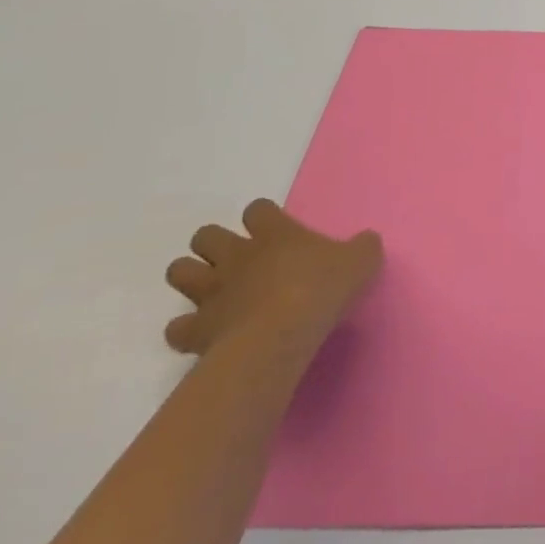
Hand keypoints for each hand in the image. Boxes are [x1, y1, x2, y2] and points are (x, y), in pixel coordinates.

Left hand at [163, 199, 382, 358]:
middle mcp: (236, 256)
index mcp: (274, 233)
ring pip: (179, 271)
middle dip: (215, 244)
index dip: (263, 216)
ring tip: (213, 291)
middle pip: (206, 235)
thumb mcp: (361, 261)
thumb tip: (366, 241)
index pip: (258, 209)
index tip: (274, 228)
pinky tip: (204, 334)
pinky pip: (177, 328)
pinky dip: (186, 330)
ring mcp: (212, 291)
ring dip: (192, 278)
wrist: (282, 333)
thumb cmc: (322, 289)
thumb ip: (363, 247)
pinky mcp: (197, 329)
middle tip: (237, 260)